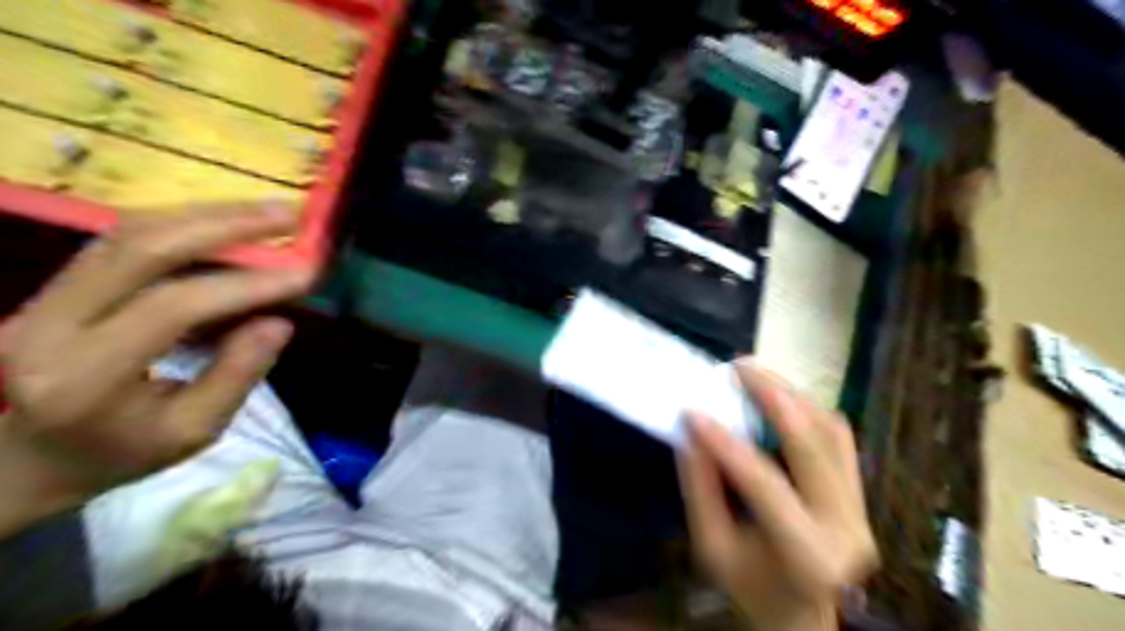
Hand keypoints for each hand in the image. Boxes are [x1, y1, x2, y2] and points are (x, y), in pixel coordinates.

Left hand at [0, 206, 309, 537]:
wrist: (27, 457)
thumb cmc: (120, 454)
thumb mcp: (193, 432)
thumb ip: (237, 376)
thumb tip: (279, 321)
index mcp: (83, 377)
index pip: (171, 309)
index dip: (244, 285)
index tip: (304, 274)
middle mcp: (50, 325)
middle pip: (140, 249)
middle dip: (225, 225)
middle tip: (290, 214)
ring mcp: (44, 297)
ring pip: (128, 232)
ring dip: (208, 214)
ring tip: (269, 211)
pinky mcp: (58, 284)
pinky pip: (123, 238)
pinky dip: (185, 223)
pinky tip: (227, 222)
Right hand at [675, 360, 876, 629]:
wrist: (800, 613)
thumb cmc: (750, 585)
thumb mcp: (712, 546)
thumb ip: (701, 488)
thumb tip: (692, 430)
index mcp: (807, 553)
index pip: (764, 483)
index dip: (726, 443)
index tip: (693, 411)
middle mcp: (845, 527)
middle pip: (811, 445)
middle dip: (773, 397)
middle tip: (739, 367)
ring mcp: (860, 508)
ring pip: (830, 432)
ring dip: (791, 396)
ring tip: (756, 374)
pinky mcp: (859, 494)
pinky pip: (839, 438)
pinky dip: (809, 409)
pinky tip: (781, 396)